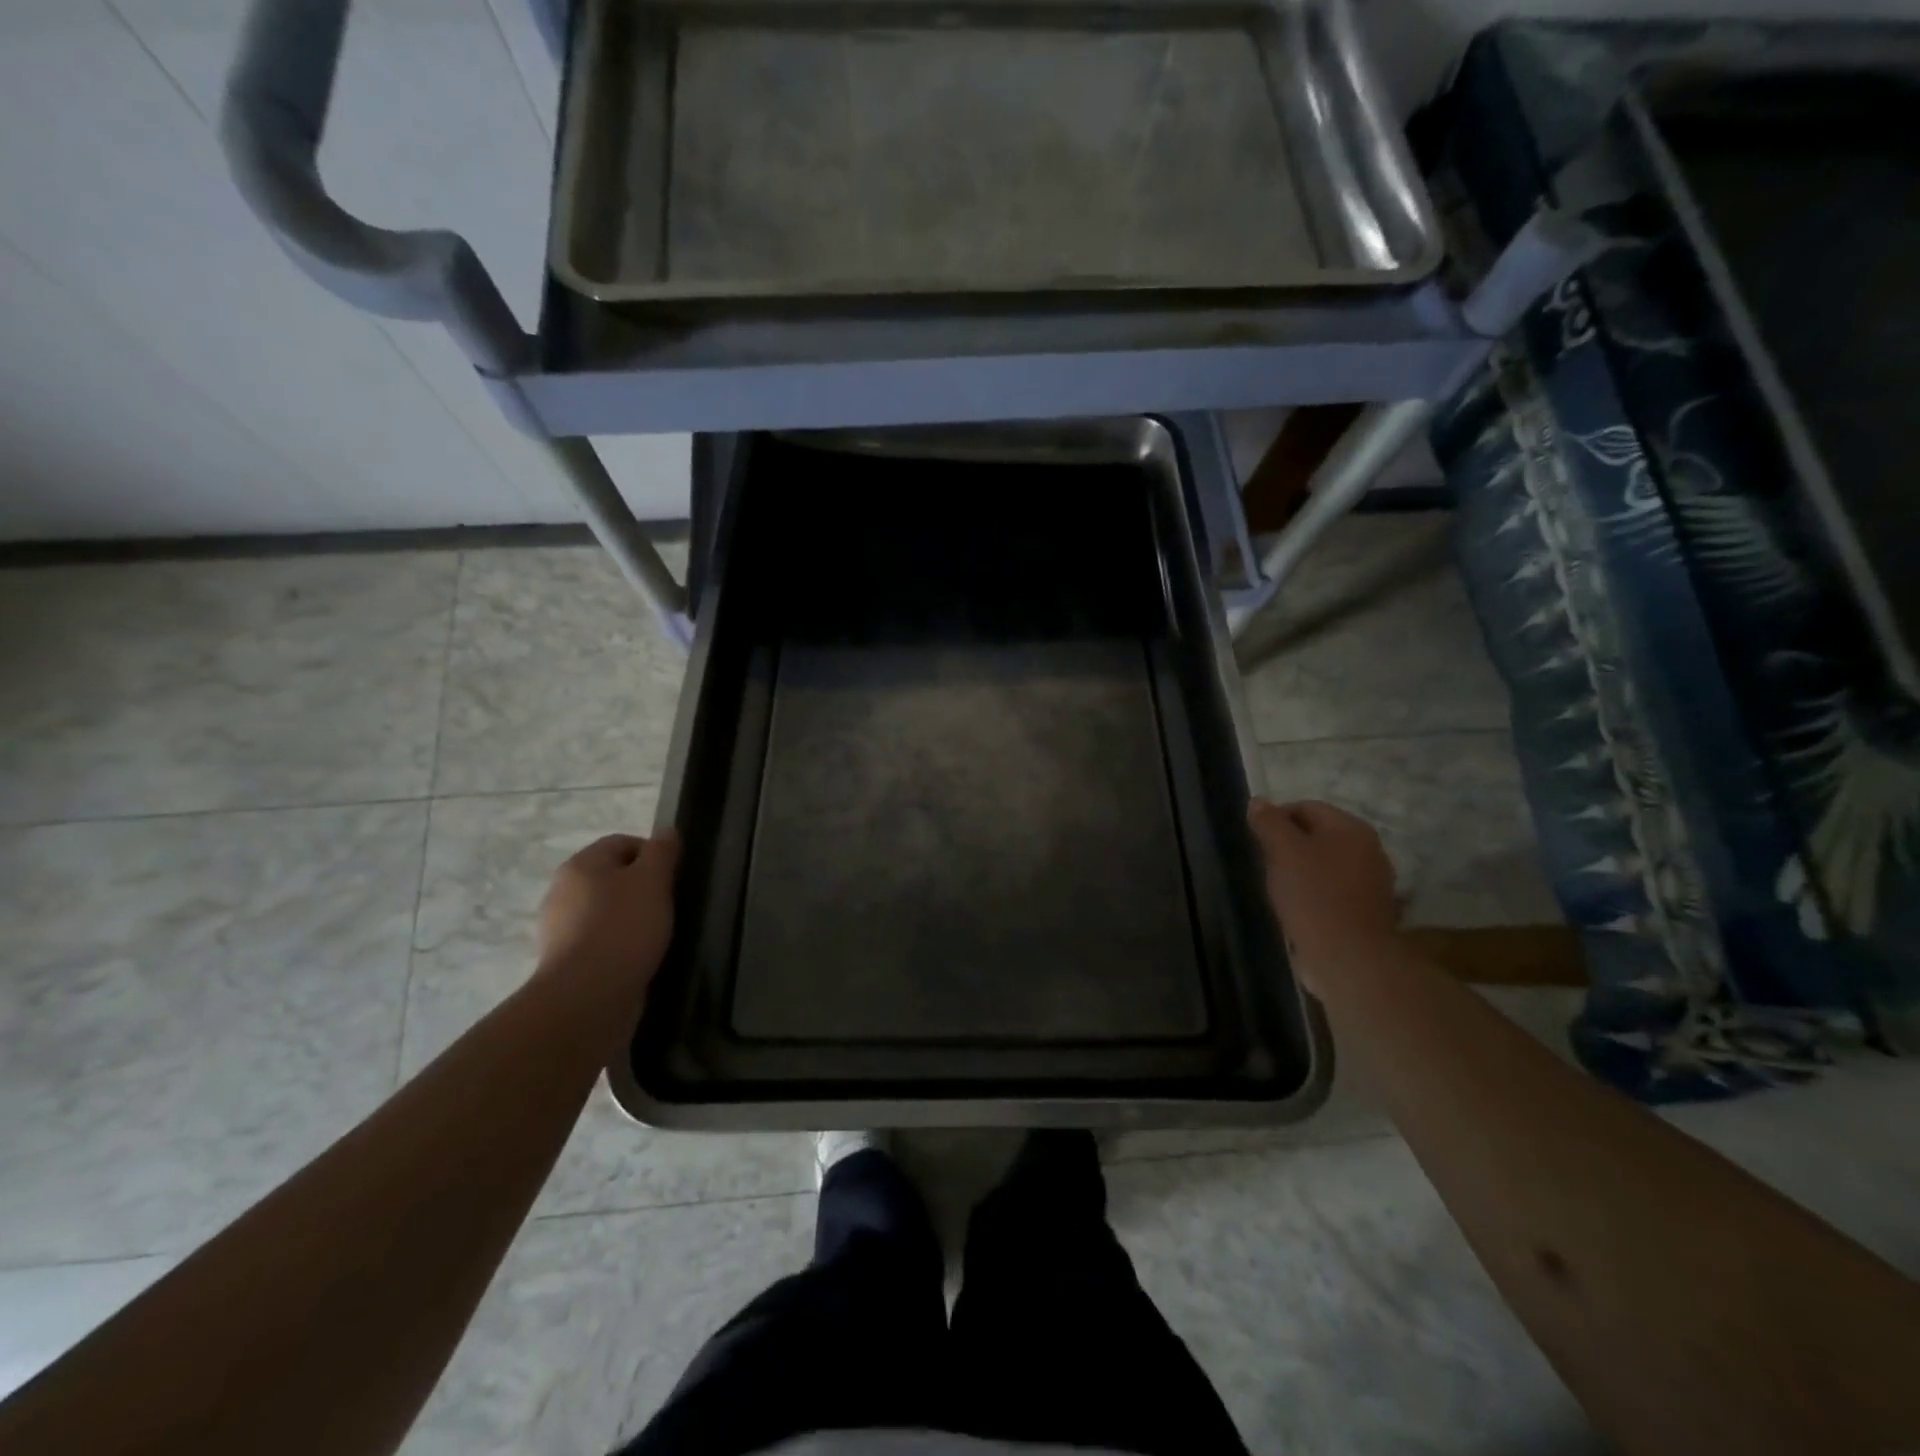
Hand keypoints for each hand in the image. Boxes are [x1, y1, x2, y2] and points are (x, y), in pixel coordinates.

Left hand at [536, 830, 679, 1019]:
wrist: (587, 998)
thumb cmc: (623, 928)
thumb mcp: (653, 880)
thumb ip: (662, 851)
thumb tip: (667, 831)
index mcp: (581, 865)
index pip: (622, 842)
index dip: (653, 854)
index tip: (675, 877)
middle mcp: (563, 891)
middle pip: (612, 877)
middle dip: (642, 888)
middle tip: (669, 905)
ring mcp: (560, 929)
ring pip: (606, 911)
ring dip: (631, 918)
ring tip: (657, 935)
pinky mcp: (565, 962)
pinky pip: (599, 942)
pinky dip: (619, 945)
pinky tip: (638, 958)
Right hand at [1247, 799, 1399, 992]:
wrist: (1349, 957)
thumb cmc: (1313, 896)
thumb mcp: (1282, 851)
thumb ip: (1269, 822)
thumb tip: (1258, 801)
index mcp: (1351, 828)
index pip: (1306, 807)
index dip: (1276, 819)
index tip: (1256, 842)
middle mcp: (1369, 848)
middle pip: (1318, 835)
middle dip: (1289, 845)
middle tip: (1266, 865)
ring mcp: (1374, 880)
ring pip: (1326, 863)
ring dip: (1302, 870)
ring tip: (1281, 889)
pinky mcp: (1369, 909)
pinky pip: (1335, 889)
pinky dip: (1316, 892)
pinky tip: (1301, 908)